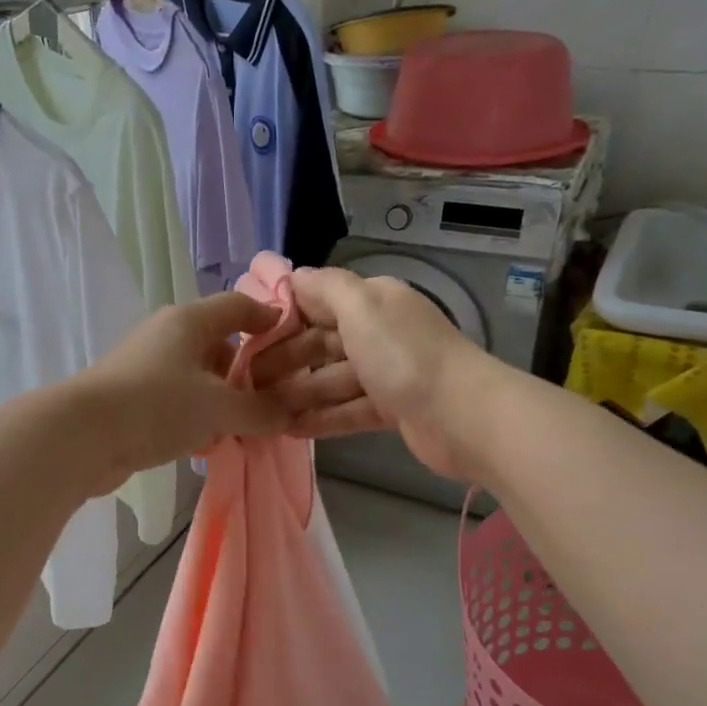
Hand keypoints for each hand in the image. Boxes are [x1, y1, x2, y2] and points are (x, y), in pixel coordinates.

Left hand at [68, 292, 291, 491]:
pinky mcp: (134, 398)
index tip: (295, 342)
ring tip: (247, 427)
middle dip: (248, 372)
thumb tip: (290, 412)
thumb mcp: (219, 407)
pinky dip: (198, 416)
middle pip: (219, 344)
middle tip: (275, 400)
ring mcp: (147, 367)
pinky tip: (210, 443)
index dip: (268, 319)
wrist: (82, 436)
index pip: (239, 305)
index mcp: (190, 321)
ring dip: (223, 399)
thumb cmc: (158, 405)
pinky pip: (178, 401)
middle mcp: (167, 336)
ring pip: (198, 377)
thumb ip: (260, 410)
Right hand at [259, 267, 486, 479]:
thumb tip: (295, 276)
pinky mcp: (392, 410)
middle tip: (244, 382)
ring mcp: (387, 374)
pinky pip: (347, 410)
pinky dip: (320, 418)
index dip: (284, 318)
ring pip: (331, 380)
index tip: (247, 338)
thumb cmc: (404, 355)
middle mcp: (380, 333)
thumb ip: (326, 288)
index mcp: (374, 302)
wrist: (462, 416)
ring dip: (297, 393)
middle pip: (322, 343)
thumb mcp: (361, 307)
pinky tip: (287, 429)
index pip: (319, 303)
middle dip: (284, 360)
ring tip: (259, 410)